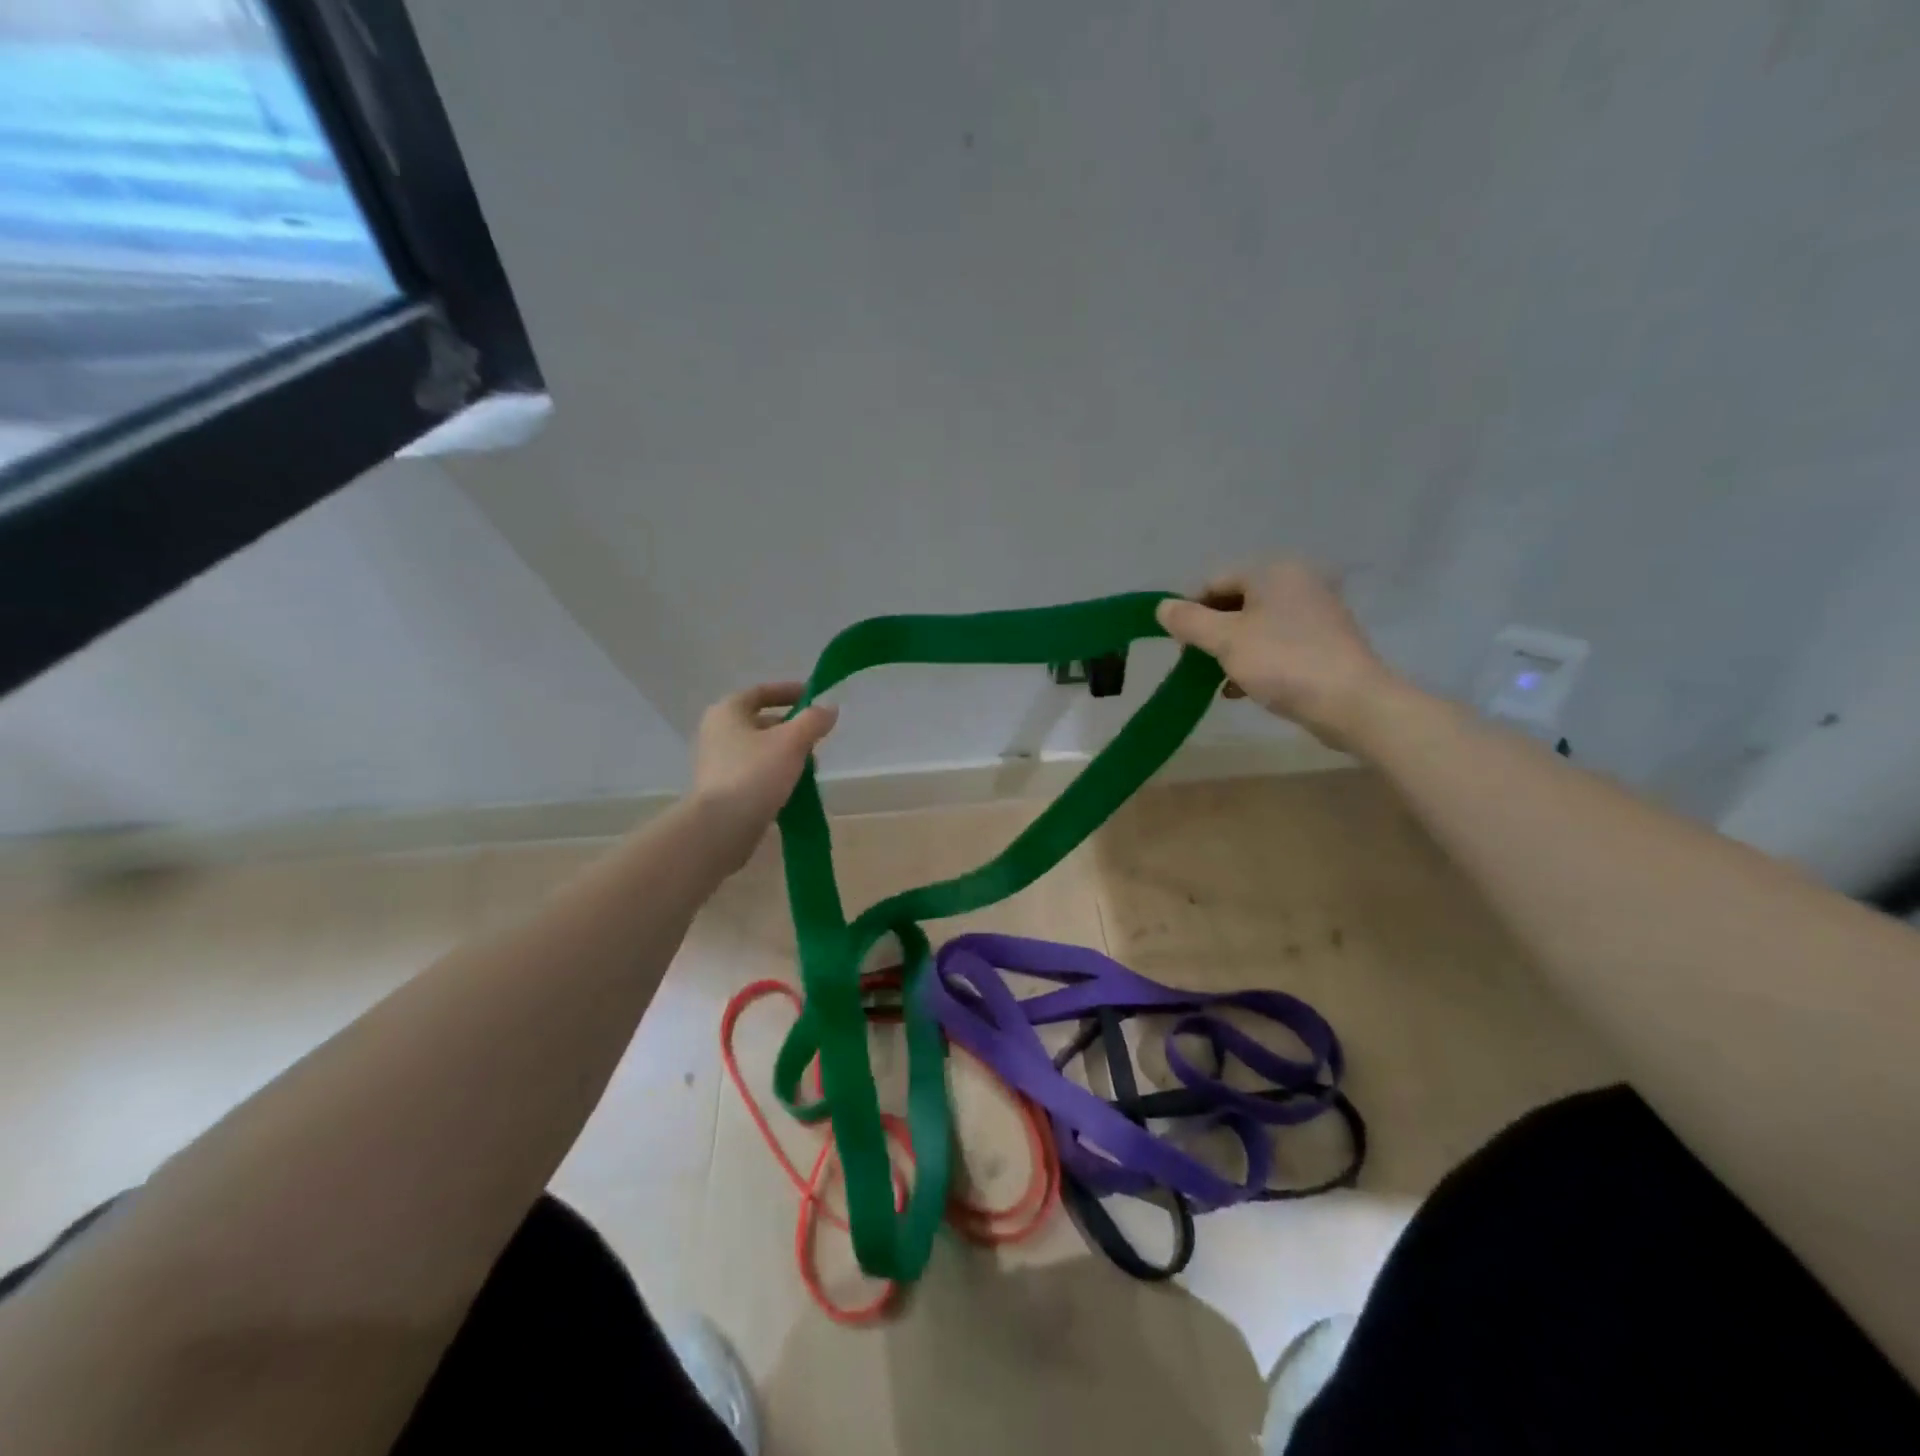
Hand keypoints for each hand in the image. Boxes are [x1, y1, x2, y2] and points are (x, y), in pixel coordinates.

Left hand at [691, 682, 837, 859]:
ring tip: (810, 770)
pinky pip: (756, 774)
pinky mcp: (723, 790)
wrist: (721, 827)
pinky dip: (776, 776)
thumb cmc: (755, 774)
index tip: (814, 696)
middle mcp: (717, 732)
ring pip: (761, 750)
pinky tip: (794, 789)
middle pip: (762, 722)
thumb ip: (813, 721)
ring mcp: (718, 763)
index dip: (789, 691)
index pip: (761, 691)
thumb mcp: (791, 742)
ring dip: (787, 755)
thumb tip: (829, 708)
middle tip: (817, 740)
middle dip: (793, 729)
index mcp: (728, 712)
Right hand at [1157, 560, 1395, 747]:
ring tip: (1218, 681)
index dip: (1190, 612)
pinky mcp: (1325, 642)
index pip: (1215, 582)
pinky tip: (1241, 688)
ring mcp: (1316, 612)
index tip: (1180, 646)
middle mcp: (1298, 582)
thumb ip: (1189, 621)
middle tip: (1196, 664)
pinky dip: (1255, 661)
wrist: (1351, 702)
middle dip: (1211, 634)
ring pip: (1256, 626)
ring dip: (1231, 651)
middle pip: (1236, 603)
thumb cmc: (1283, 663)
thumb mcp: (1225, 640)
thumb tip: (1162, 607)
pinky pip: (1277, 644)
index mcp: (1274, 572)